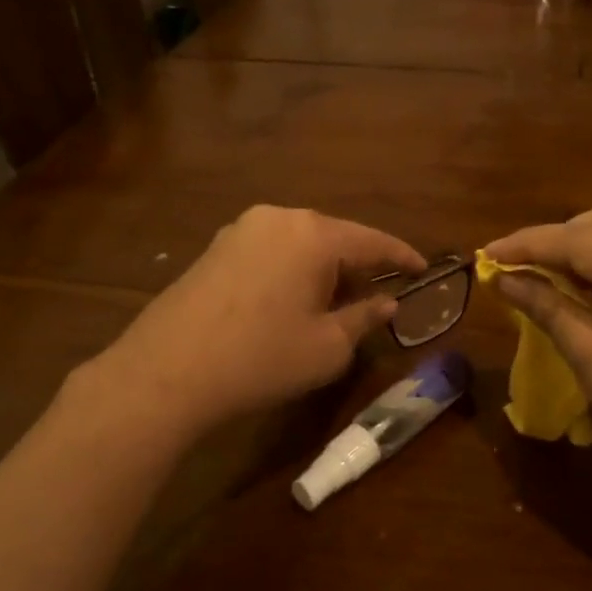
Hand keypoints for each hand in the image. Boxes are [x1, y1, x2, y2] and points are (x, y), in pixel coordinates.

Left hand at [100, 206, 424, 432]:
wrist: (167, 371)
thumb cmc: (262, 358)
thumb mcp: (327, 347)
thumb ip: (364, 318)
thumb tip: (386, 304)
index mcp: (314, 235)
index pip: (372, 242)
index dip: (402, 257)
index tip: (424, 269)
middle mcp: (278, 219)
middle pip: (334, 237)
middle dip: (359, 265)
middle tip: (378, 295)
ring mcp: (241, 230)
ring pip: (300, 243)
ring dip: (323, 268)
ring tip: (335, 301)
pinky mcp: (215, 248)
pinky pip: (271, 251)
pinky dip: (292, 270)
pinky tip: (291, 300)